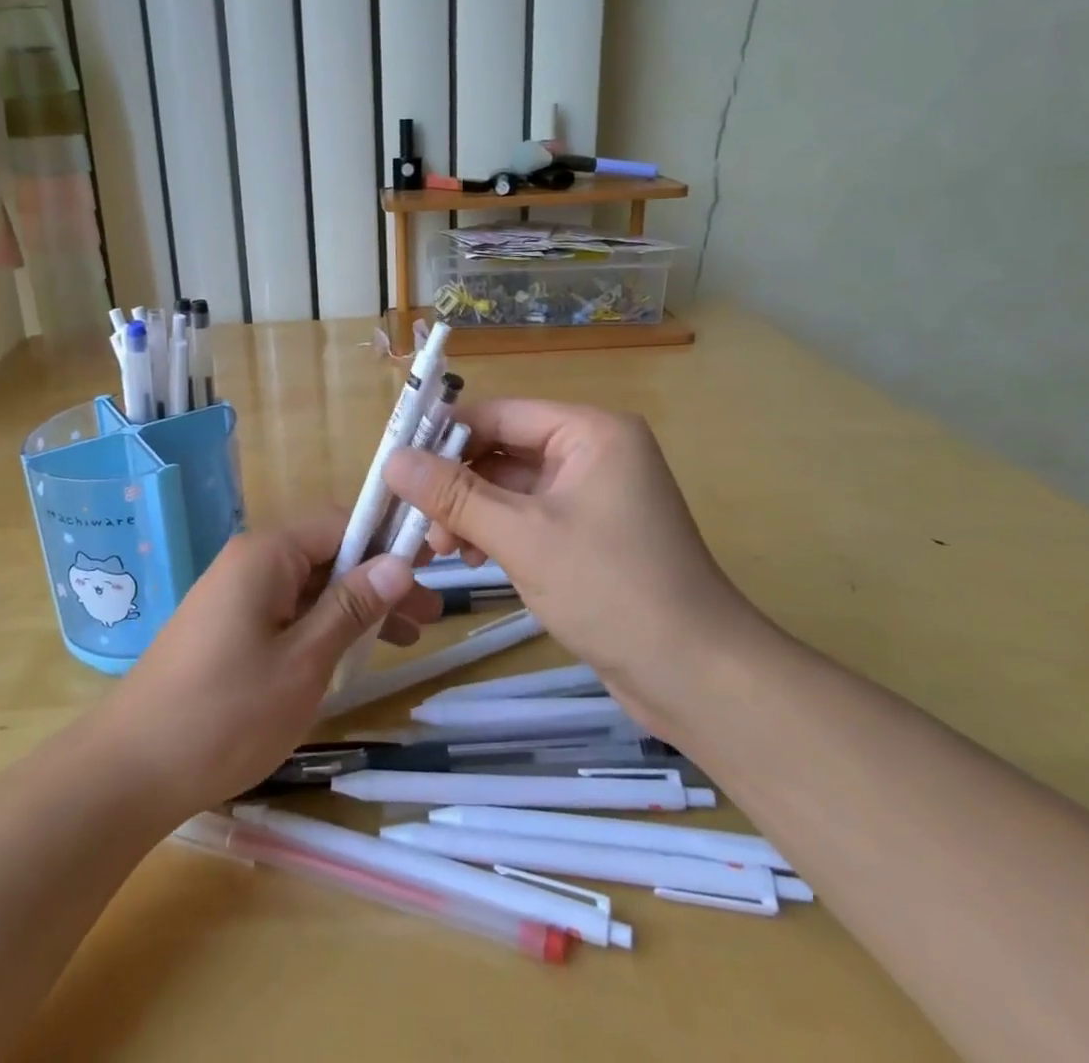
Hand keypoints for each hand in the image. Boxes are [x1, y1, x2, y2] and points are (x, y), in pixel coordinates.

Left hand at [95, 509, 438, 817]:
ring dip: (356, 606)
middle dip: (378, 580)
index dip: (387, 541)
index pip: (340, 522)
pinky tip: (352, 654)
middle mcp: (250, 561)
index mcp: (267, 554)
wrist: (131, 771)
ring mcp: (236, 593)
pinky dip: (324, 625)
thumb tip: (399, 562)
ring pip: (311, 585)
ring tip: (406, 639)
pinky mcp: (228, 625)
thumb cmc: (226, 714)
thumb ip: (352, 607)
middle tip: (428, 616)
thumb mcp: (304, 662)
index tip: (430, 569)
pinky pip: (288, 609)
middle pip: (328, 553)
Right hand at [384, 400, 755, 700]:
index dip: (444, 435)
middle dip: (458, 483)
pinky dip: (498, 532)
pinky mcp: (590, 532)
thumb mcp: (522, 538)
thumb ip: (454, 496)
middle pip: (504, 450)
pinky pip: (530, 516)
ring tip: (445, 549)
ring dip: (473, 512)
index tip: (395, 464)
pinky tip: (475, 559)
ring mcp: (593, 494)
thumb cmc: (611, 590)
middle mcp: (593, 451)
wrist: (697, 676)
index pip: (500, 414)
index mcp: (590, 432)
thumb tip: (391, 460)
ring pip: (512, 487)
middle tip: (419, 522)